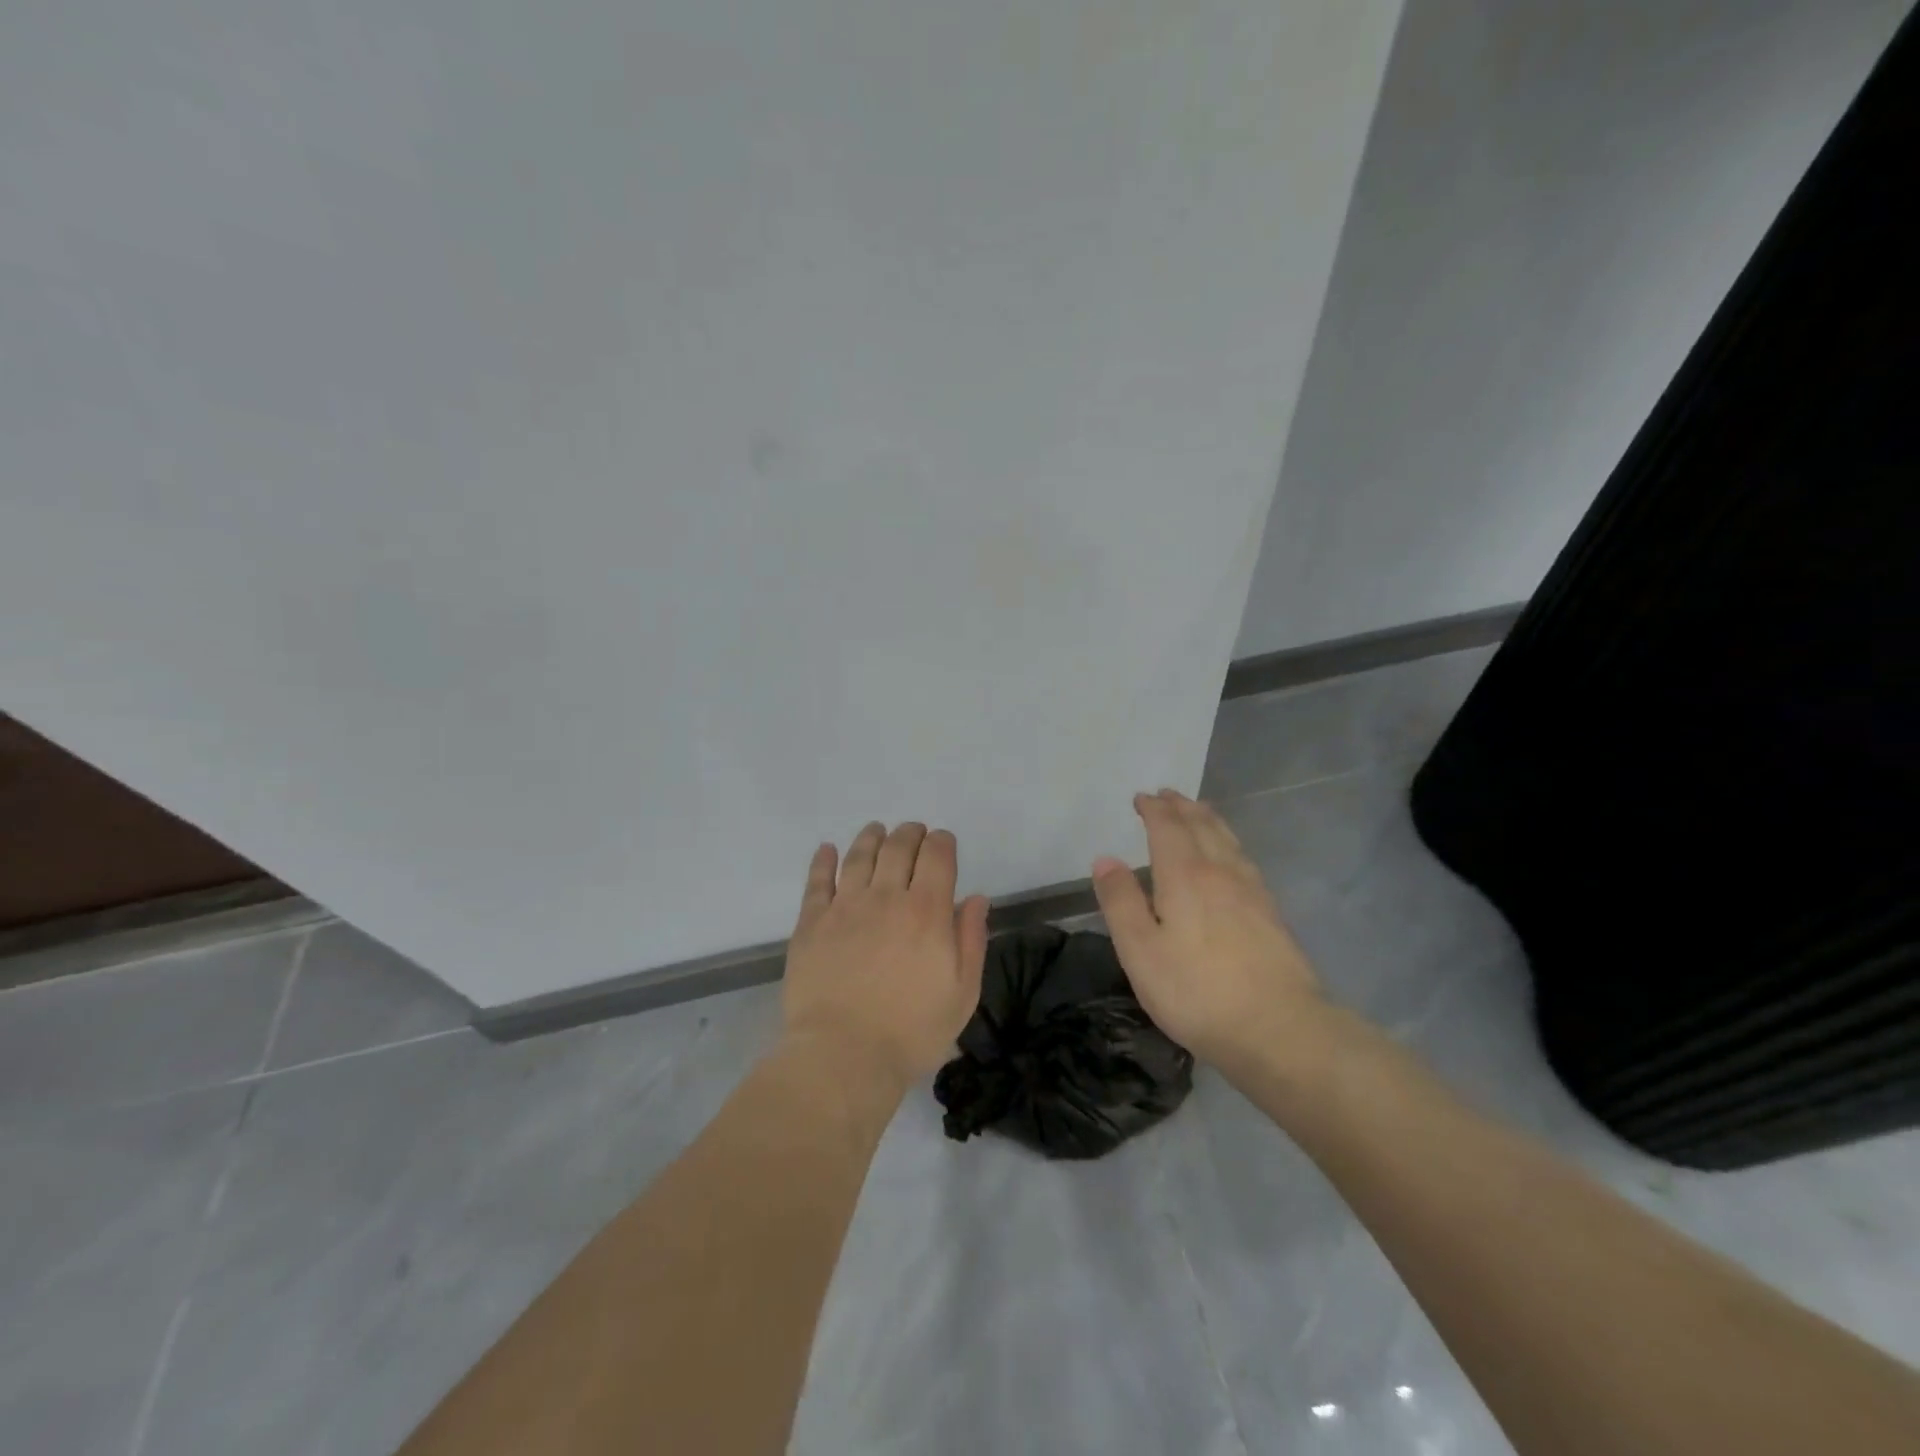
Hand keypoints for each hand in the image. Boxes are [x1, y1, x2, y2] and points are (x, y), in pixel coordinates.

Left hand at [782, 822, 989, 1088]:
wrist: (843, 1056)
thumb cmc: (912, 1031)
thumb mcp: (962, 993)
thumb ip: (971, 939)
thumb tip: (975, 897)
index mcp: (927, 911)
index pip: (937, 856)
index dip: (942, 842)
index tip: (943, 842)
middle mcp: (886, 897)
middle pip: (898, 847)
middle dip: (910, 833)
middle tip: (914, 833)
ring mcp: (845, 907)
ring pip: (859, 856)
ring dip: (871, 837)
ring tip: (876, 830)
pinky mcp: (812, 922)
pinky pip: (817, 881)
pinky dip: (823, 860)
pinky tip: (827, 849)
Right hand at [1092, 789, 1325, 1069]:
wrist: (1279, 1029)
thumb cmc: (1196, 991)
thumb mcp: (1140, 951)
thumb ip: (1121, 902)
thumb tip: (1105, 859)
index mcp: (1184, 875)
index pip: (1168, 827)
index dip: (1154, 809)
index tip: (1142, 798)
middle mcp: (1220, 872)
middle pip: (1202, 826)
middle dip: (1182, 807)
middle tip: (1168, 795)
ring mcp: (1252, 891)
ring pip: (1228, 840)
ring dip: (1208, 819)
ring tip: (1198, 811)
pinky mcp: (1272, 914)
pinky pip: (1245, 860)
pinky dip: (1230, 843)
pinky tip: (1232, 857)